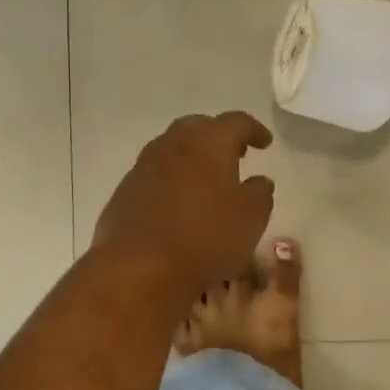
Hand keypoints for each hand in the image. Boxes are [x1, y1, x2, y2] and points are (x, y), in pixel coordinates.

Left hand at [93, 112, 276, 289]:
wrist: (138, 268)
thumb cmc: (205, 238)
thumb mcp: (251, 219)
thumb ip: (260, 194)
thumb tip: (259, 180)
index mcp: (209, 142)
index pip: (236, 122)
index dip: (253, 129)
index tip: (264, 142)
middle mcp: (174, 144)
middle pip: (199, 126)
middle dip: (219, 136)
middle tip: (235, 155)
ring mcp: (145, 165)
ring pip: (173, 147)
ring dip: (192, 155)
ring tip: (206, 177)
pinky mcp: (125, 189)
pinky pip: (155, 172)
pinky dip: (171, 177)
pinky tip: (178, 201)